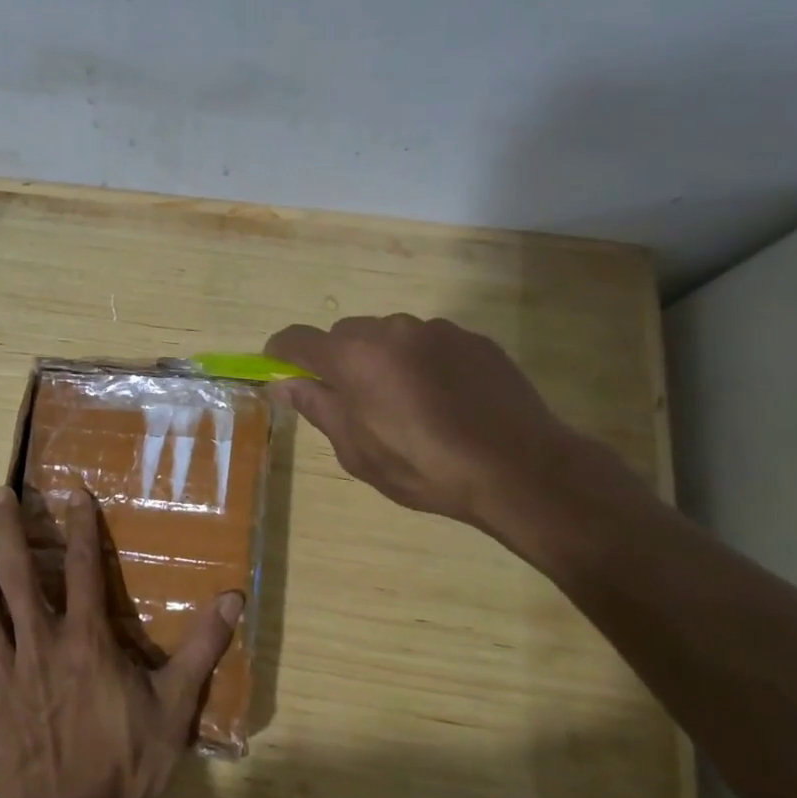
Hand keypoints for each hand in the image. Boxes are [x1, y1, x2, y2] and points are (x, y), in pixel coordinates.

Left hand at [0, 488, 243, 797]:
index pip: (82, 564)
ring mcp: (1, 676)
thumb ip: (202, 647)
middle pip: (15, 571)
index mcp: (85, 639)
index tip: (73, 491)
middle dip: (6, 527)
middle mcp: (38, 644)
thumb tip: (233, 598)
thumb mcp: (175, 706)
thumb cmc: (128, 763)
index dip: (80, 523)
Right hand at [265, 314, 629, 534]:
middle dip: (339, 362)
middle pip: (345, 335)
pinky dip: (423, 363)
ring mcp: (435, 330)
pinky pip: (430, 343)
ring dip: (384, 361)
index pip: (297, 340)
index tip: (277, 368)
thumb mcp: (358, 451)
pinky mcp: (472, 338)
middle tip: (353, 402)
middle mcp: (389, 331)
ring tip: (407, 405)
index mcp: (353, 358)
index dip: (281, 353)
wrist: (519, 467)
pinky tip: (445, 400)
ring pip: (390, 337)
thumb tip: (284, 385)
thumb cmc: (424, 468)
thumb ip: (318, 408)